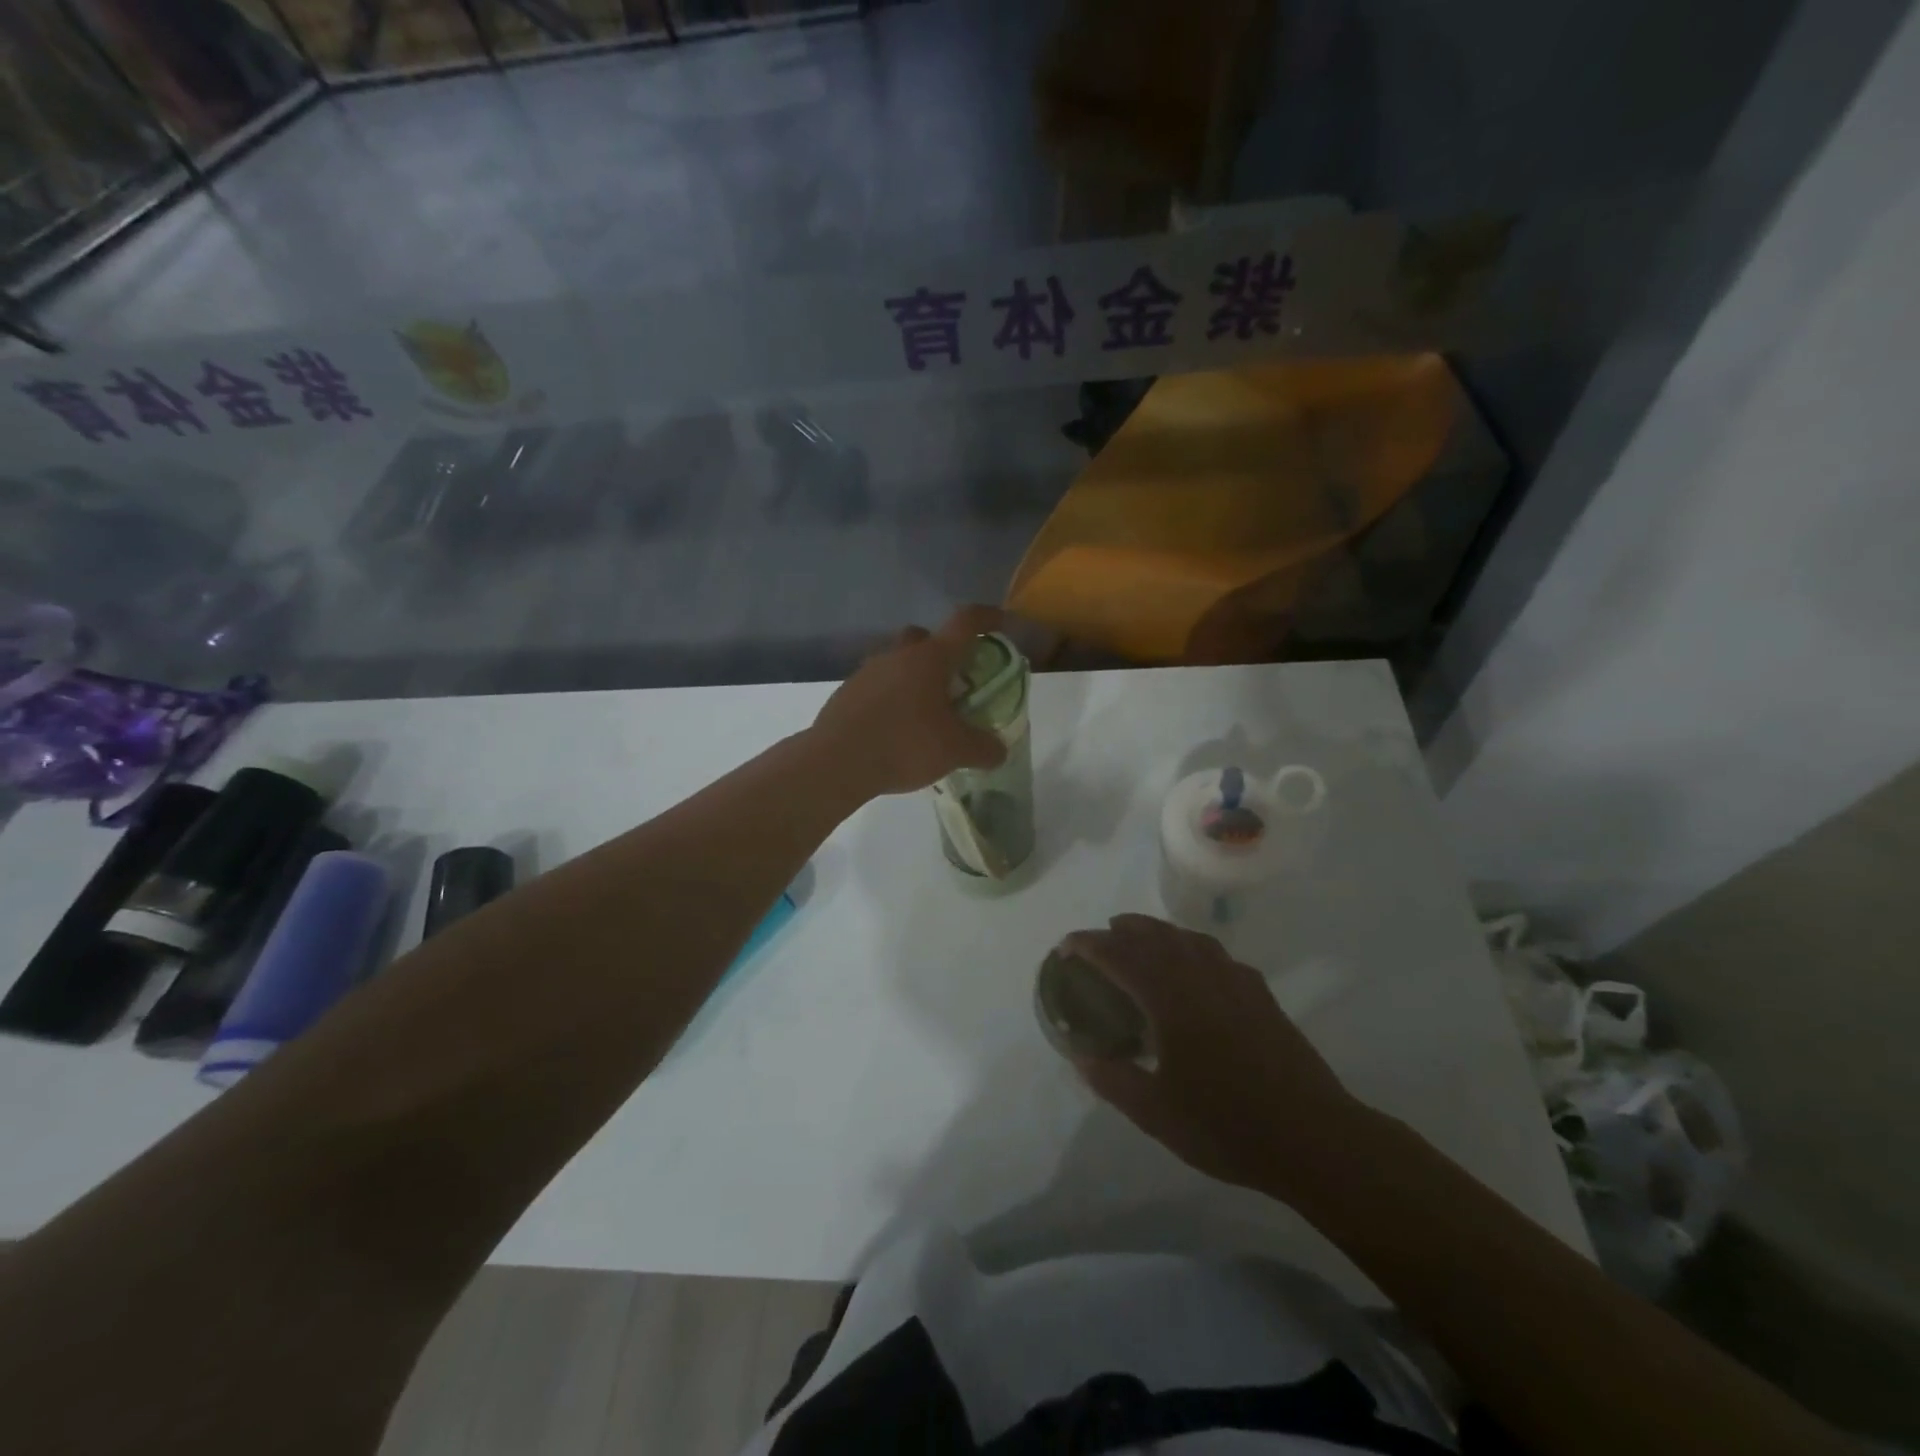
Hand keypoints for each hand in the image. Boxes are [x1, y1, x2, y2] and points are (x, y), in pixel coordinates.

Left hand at [809, 606, 1009, 798]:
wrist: (836, 762)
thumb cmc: (904, 745)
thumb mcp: (956, 752)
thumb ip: (984, 748)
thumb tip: (998, 750)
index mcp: (930, 658)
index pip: (965, 622)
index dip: (987, 617)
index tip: (1000, 622)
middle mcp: (898, 655)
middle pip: (924, 637)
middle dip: (942, 651)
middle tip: (954, 681)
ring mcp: (867, 672)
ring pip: (897, 662)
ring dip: (913, 678)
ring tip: (924, 713)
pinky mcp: (846, 693)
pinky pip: (876, 686)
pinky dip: (891, 699)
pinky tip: (895, 729)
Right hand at [1060, 914, 1365, 1194]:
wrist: (1313, 1138)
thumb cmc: (1227, 1125)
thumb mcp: (1156, 1114)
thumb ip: (1113, 1080)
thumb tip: (1082, 1058)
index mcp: (1170, 998)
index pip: (1120, 955)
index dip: (1089, 946)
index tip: (1066, 948)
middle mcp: (1200, 976)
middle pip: (1154, 935)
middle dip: (1121, 931)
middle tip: (1098, 940)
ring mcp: (1235, 981)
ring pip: (1188, 938)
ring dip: (1157, 933)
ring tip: (1140, 942)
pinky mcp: (1260, 994)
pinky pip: (1216, 954)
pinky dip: (1192, 948)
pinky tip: (1194, 969)